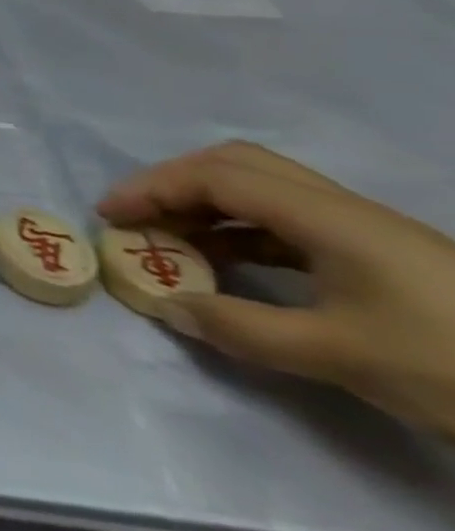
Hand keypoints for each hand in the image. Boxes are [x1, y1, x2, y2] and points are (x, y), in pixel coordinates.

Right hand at [98, 141, 454, 436]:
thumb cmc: (450, 363)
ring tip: (172, 242)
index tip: (110, 216)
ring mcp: (365, 232)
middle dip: (173, 183)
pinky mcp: (381, 257)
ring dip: (206, 207)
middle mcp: (340, 208)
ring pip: (262, 191)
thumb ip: (243, 328)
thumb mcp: (341, 356)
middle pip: (236, 166)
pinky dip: (241, 232)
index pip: (215, 178)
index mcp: (327, 216)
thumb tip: (168, 307)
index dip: (153, 189)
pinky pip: (288, 222)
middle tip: (137, 217)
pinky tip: (228, 264)